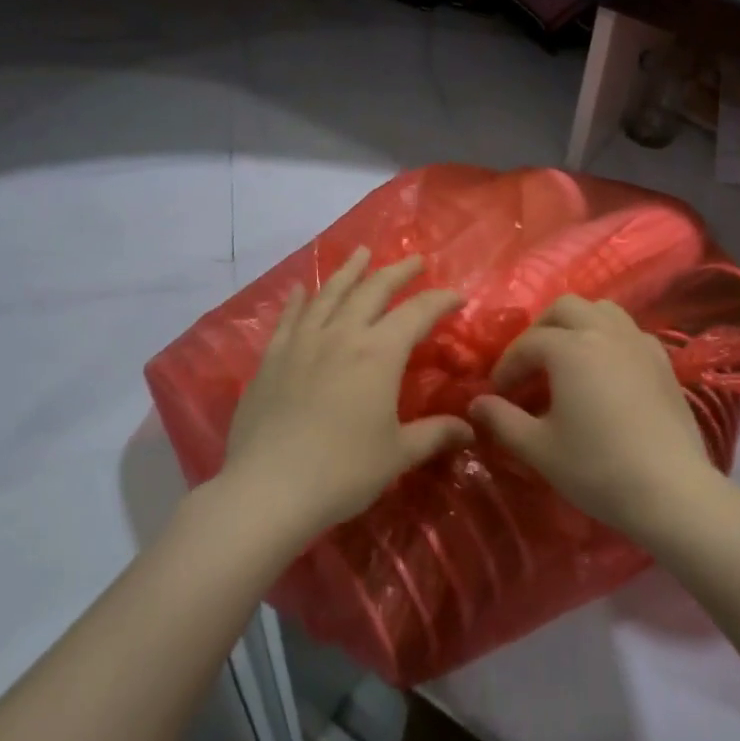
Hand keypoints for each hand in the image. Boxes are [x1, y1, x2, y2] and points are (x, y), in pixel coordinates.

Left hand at [219, 249, 470, 539]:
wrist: (269, 489)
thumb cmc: (343, 472)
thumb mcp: (397, 454)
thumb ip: (435, 435)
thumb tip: (470, 430)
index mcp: (379, 353)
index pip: (417, 313)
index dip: (440, 301)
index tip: (456, 297)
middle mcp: (342, 335)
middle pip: (373, 290)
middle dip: (398, 272)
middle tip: (415, 261)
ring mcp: (302, 342)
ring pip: (330, 293)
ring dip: (350, 270)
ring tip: (362, 252)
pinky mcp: (272, 358)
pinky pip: (289, 318)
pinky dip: (299, 300)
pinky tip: (301, 289)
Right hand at [470, 296, 721, 539]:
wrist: (671, 490)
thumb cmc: (597, 468)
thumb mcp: (539, 448)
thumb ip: (502, 420)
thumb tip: (476, 403)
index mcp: (570, 348)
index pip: (528, 344)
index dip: (507, 365)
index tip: (497, 392)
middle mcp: (604, 332)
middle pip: (564, 308)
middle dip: (540, 330)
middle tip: (530, 363)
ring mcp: (638, 342)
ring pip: (601, 310)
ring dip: (577, 324)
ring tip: (567, 356)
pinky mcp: (663, 361)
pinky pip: (628, 331)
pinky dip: (608, 337)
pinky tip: (605, 370)